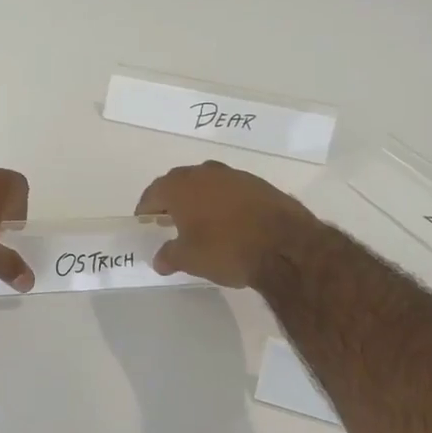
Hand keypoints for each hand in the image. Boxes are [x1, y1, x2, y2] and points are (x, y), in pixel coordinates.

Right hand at [136, 161, 320, 289]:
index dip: (146, 208)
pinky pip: (232, 190)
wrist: (286, 246)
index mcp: (180, 186)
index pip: (153, 192)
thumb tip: (160, 260)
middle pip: (179, 183)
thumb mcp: (189, 259)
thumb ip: (169, 256)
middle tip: (169, 220)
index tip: (145, 221)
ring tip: (201, 221)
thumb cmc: (226, 249)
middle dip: (172, 200)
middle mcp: (205, 173)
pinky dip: (225, 202)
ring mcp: (235, 175)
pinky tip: (230, 222)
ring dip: (200, 198)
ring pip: (208, 183)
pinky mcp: (260, 184)